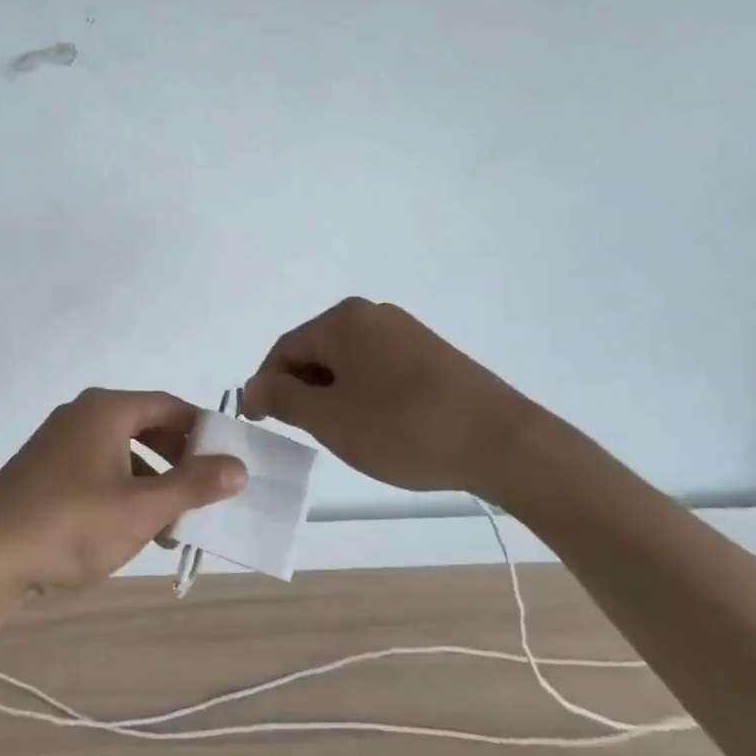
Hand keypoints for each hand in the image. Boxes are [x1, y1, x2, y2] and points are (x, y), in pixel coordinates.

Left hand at [0, 389, 246, 601]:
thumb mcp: (141, 509)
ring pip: (123, 453)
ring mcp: (59, 442)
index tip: (228, 462)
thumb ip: (193, 485)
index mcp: (107, 410)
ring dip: (153, 483)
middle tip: (205, 495)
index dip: (203, 431)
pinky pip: (98, 469)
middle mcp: (82, 414)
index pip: (170, 406)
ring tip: (173, 526)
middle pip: (147, 427)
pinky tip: (131, 530)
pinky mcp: (45, 470)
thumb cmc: (70, 525)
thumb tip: (238, 466)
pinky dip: (123, 491)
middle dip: (179, 462)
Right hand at [242, 298, 540, 497]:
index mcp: (342, 320)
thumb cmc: (403, 427)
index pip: (284, 349)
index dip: (266, 385)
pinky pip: (379, 367)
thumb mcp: (330, 419)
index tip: (261, 423)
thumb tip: (254, 385)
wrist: (502, 442)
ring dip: (334, 394)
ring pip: (348, 361)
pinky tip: (381, 425)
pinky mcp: (432, 353)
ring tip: (345, 434)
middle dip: (303, 390)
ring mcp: (406, 331)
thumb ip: (282, 397)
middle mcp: (371, 314)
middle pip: (316, 351)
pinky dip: (365, 393)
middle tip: (306, 433)